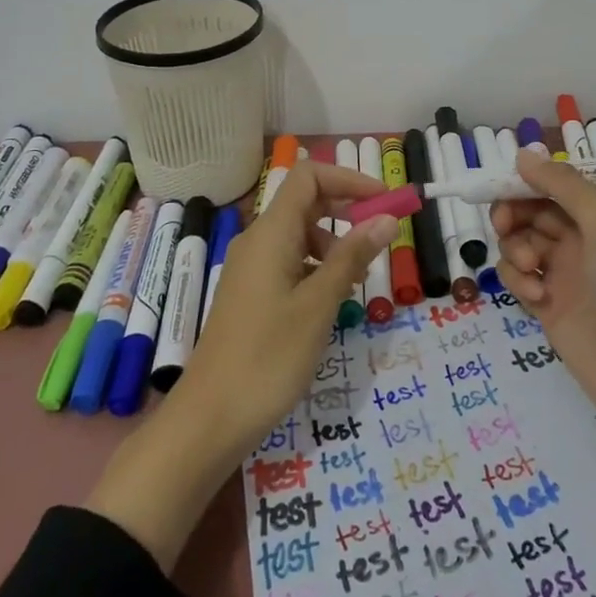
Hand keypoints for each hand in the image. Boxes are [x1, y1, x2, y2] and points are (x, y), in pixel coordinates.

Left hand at [176, 160, 395, 449]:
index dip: (349, 179)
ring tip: (358, 281)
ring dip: (334, 244)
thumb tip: (386, 218)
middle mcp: (258, 241)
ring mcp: (251, 268)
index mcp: (271, 233)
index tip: (385, 201)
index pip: (309, 176)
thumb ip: (352, 257)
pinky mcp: (251, 294)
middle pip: (306, 202)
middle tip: (383, 237)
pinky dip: (316, 268)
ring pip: (300, 234)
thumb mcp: (319, 305)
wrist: (209, 419)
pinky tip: (331, 301)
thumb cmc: (268, 358)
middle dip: (347, 210)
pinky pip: (290, 262)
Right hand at [493, 151, 595, 570]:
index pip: (556, 182)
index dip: (527, 180)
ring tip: (532, 270)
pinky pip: (518, 276)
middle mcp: (583, 235)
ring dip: (516, 249)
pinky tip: (536, 298)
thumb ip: (562, 185)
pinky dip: (518, 281)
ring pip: (519, 241)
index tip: (500, 186)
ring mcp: (564, 270)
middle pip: (531, 209)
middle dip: (514, 214)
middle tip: (506, 225)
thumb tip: (522, 153)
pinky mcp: (547, 303)